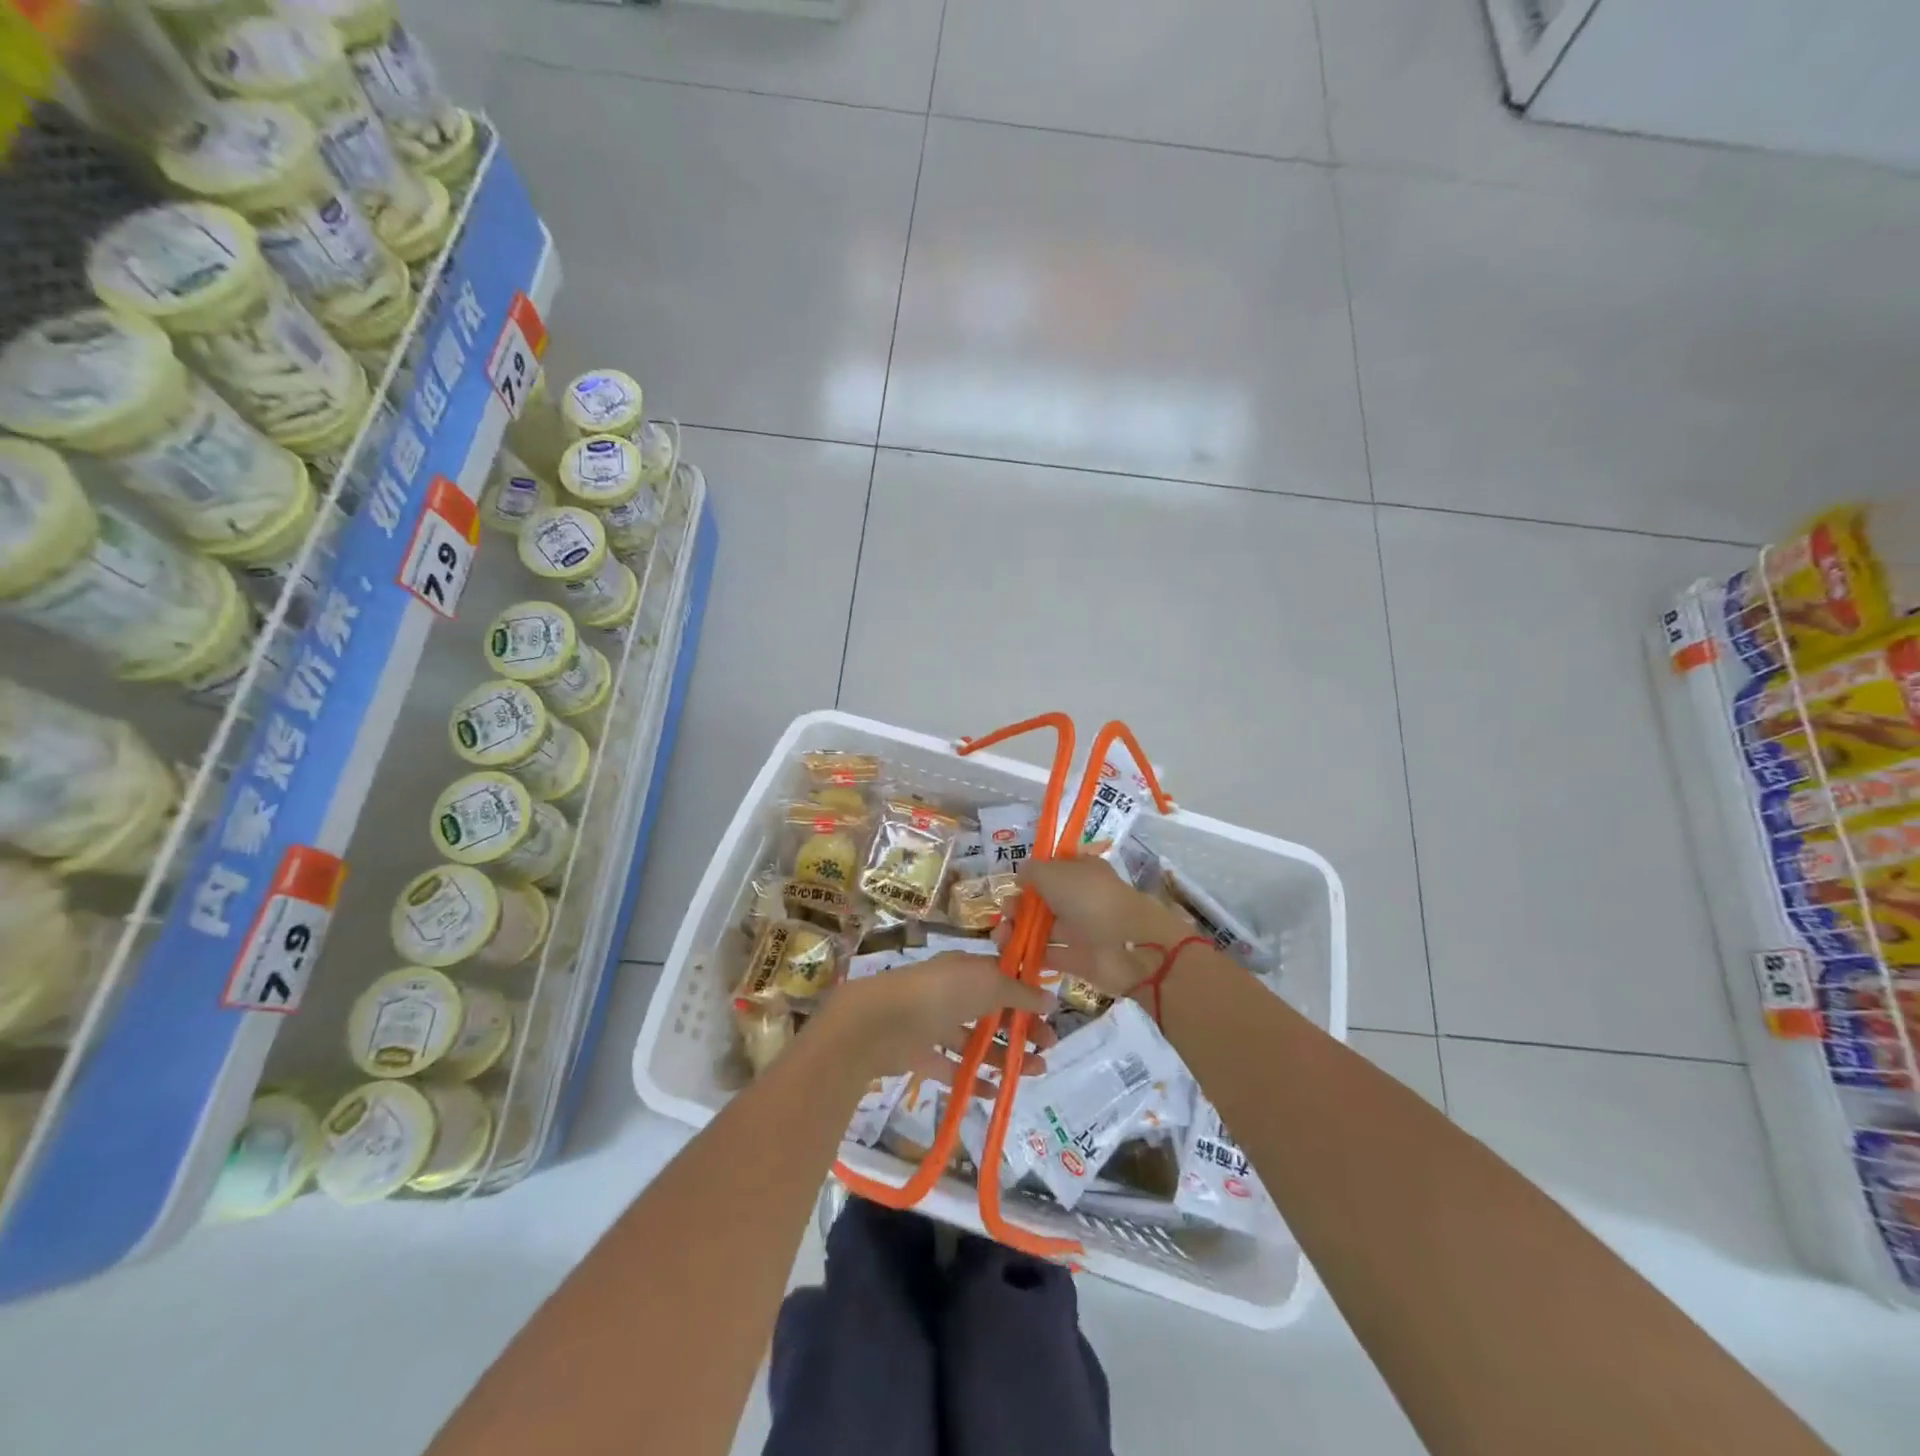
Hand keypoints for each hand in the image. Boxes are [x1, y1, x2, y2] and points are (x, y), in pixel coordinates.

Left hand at [818, 951, 1055, 1094]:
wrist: (880, 1022)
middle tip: (1048, 1047)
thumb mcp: (989, 984)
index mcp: (966, 968)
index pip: (1002, 978)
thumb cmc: (941, 993)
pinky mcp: (921, 1054)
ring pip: (976, 1040)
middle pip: (992, 1010)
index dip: (1027, 995)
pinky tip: (996, 1092)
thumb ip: (1019, 994)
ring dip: (1005, 1055)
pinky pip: (953, 1066)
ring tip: (1035, 1072)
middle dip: (1022, 1027)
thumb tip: (1051, 999)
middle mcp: (951, 992)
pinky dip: (974, 1078)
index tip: (1050, 1014)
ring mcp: (934, 1023)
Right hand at [1002, 856, 1195, 999]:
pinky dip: (1029, 954)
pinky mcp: (1077, 959)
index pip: (1053, 869)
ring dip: (1019, 930)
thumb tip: (1021, 876)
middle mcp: (1080, 898)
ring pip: (1042, 928)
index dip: (1032, 876)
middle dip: (1019, 905)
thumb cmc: (1089, 899)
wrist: (1127, 945)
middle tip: (1004, 913)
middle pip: (1043, 901)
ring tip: (1000, 936)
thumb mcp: (1053, 873)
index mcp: (1081, 871)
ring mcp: (1080, 929)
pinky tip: (1010, 954)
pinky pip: (1048, 954)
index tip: (1015, 885)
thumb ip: (1032, 871)